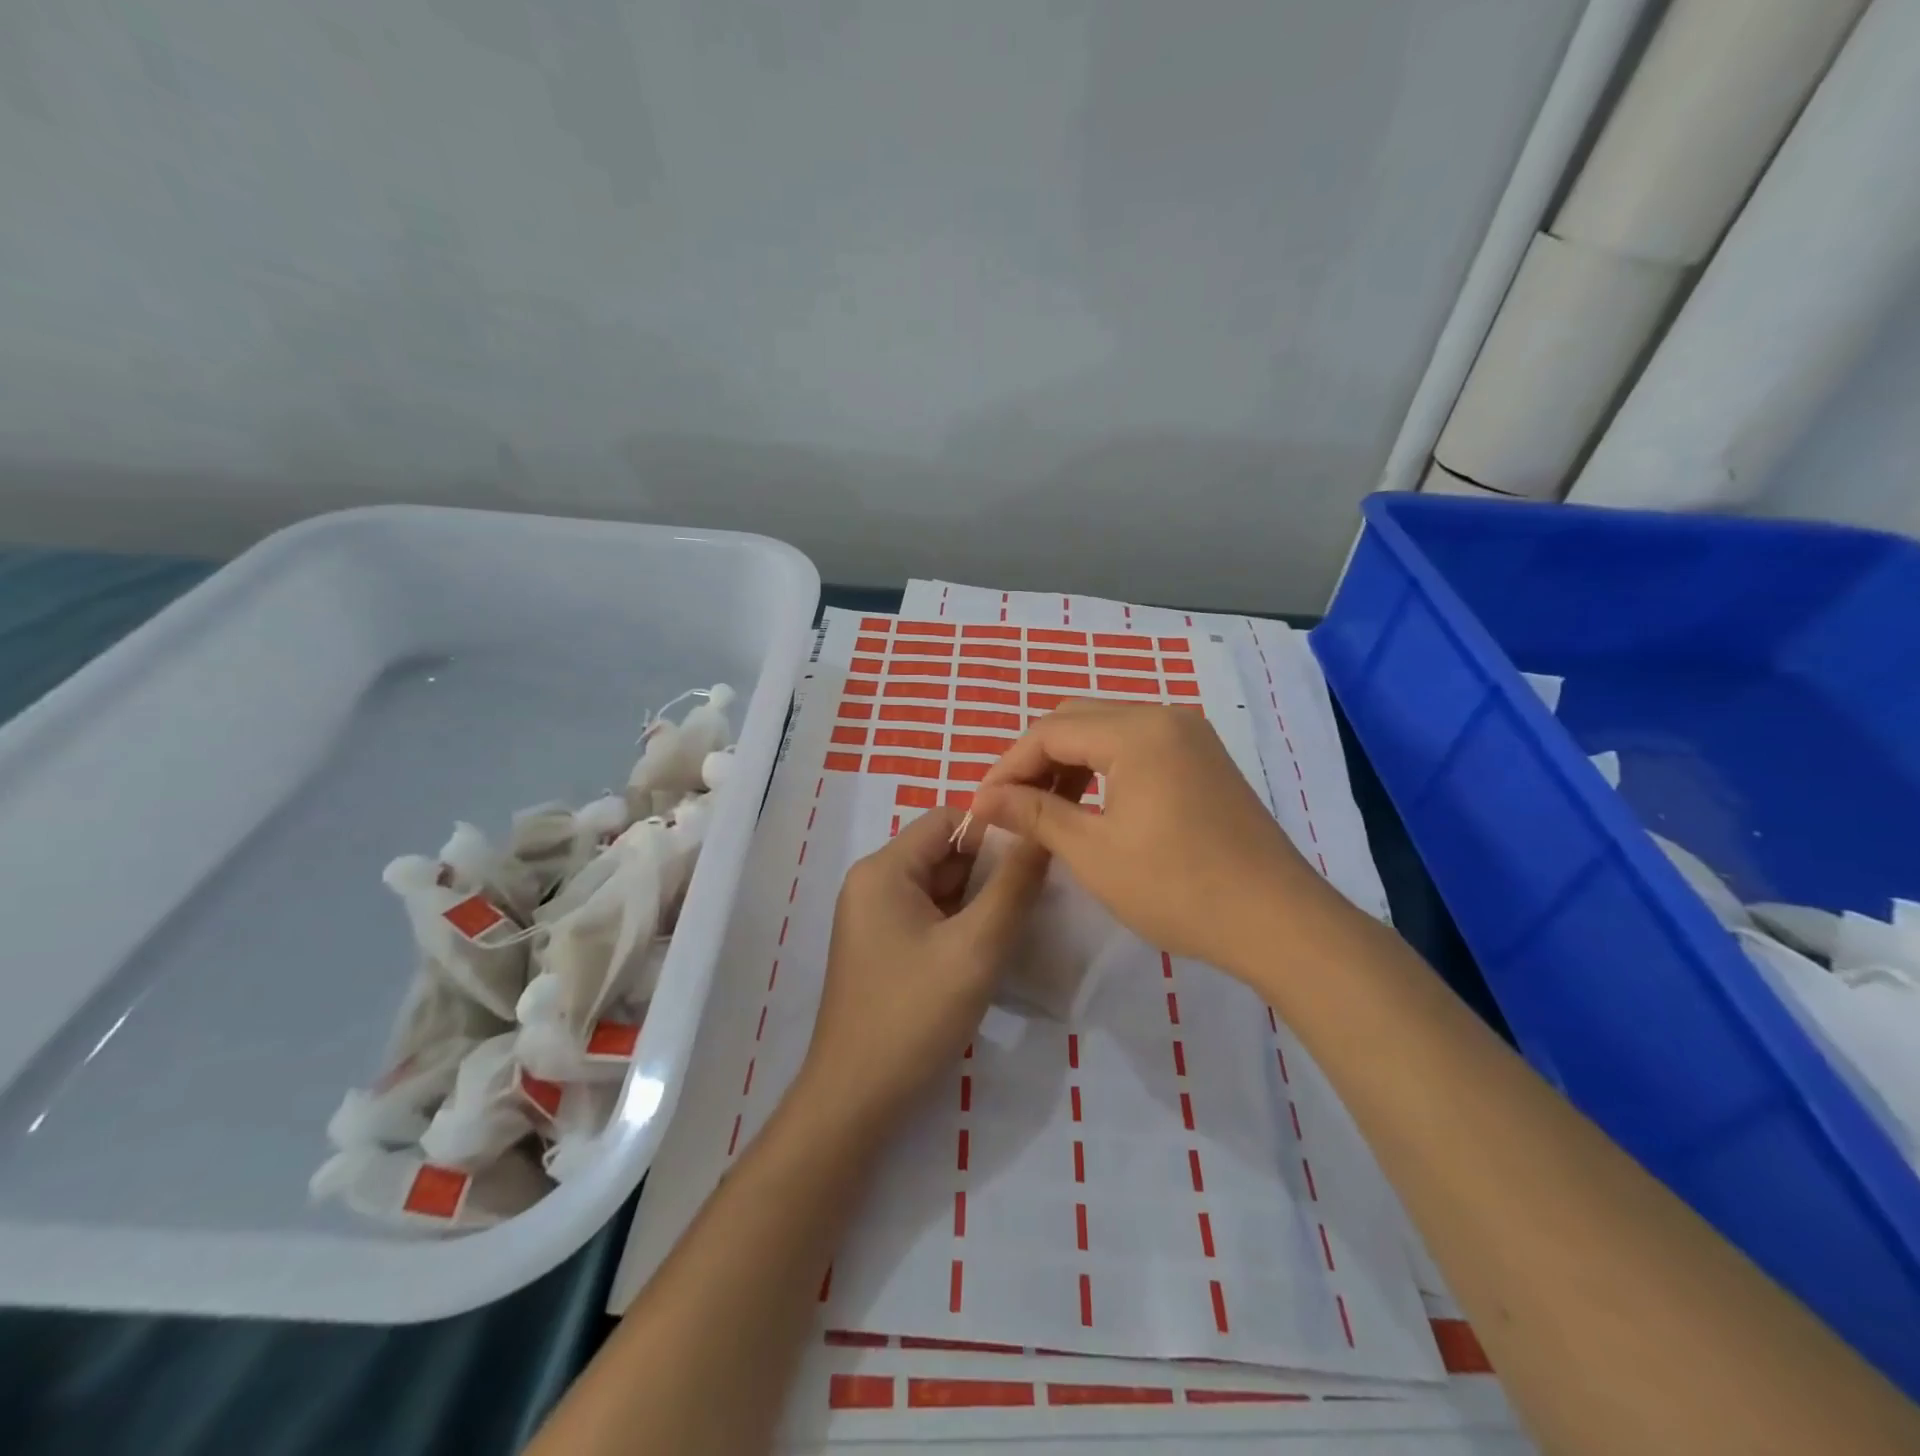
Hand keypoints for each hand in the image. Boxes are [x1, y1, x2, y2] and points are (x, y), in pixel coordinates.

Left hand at [797, 806, 1046, 1133]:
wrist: (855, 1099)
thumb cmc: (913, 1015)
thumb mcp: (976, 948)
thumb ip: (1013, 886)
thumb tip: (1039, 834)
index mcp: (883, 869)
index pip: (948, 820)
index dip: (994, 833)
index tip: (1034, 863)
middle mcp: (872, 883)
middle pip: (943, 853)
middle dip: (990, 870)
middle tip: (1036, 898)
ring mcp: (873, 917)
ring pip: (939, 887)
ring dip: (978, 900)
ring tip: (1018, 924)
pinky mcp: (881, 948)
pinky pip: (928, 916)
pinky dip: (960, 924)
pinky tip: (988, 950)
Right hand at [971, 701, 1323, 975]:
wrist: (1278, 920)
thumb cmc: (1178, 888)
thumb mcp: (1094, 852)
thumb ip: (1035, 814)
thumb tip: (986, 799)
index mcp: (1136, 731)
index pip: (1049, 731)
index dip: (1007, 766)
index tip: (981, 805)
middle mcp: (1164, 716)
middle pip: (1077, 719)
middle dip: (1035, 758)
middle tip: (1009, 804)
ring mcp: (1190, 735)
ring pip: (1106, 729)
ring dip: (1068, 760)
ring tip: (1043, 806)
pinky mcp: (1203, 757)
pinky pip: (1137, 745)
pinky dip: (1103, 766)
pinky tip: (1090, 802)